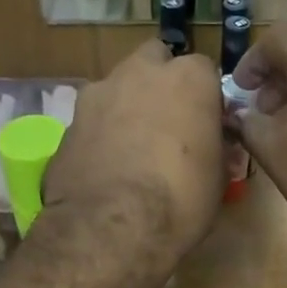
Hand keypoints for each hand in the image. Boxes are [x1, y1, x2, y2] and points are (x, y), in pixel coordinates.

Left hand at [42, 40, 225, 265]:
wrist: (111, 225)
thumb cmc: (181, 199)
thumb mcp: (217, 178)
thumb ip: (214, 146)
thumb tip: (212, 144)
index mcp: (189, 78)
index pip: (204, 70)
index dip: (204, 98)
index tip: (205, 124)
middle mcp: (141, 72)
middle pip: (155, 62)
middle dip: (161, 84)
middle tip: (168, 124)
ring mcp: (98, 92)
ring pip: (119, 87)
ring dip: (127, 107)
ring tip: (132, 149)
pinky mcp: (69, 121)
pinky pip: (93, 119)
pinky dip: (101, 134)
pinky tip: (106, 166)